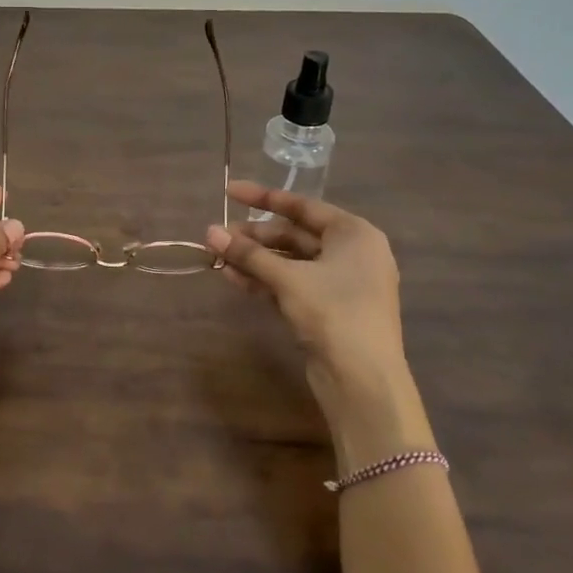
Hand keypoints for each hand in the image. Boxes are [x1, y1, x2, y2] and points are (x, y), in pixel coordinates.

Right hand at [206, 181, 434, 470]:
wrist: (363, 380)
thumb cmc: (334, 313)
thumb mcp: (287, 279)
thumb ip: (248, 254)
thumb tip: (210, 231)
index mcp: (354, 234)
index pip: (302, 206)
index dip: (262, 198)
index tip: (229, 191)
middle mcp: (351, 253)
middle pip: (294, 234)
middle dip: (254, 236)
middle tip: (217, 236)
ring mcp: (340, 283)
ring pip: (290, 261)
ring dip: (254, 259)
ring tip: (217, 257)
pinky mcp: (328, 309)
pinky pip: (291, 283)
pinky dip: (264, 280)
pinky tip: (232, 278)